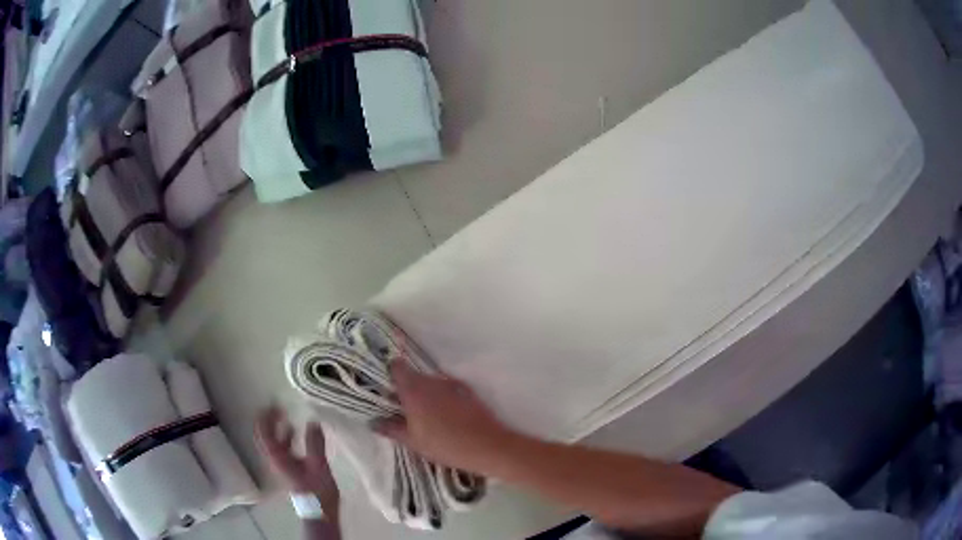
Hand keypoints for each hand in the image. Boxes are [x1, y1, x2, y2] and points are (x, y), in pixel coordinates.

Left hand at [255, 406, 339, 509]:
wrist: (319, 512)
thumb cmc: (317, 490)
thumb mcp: (318, 465)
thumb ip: (314, 443)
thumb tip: (312, 421)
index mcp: (278, 457)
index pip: (264, 433)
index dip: (266, 417)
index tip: (273, 403)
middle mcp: (275, 459)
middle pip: (264, 436)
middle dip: (268, 420)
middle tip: (278, 406)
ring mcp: (280, 464)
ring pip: (272, 441)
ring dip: (276, 427)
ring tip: (286, 414)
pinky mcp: (288, 468)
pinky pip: (281, 447)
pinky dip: (284, 436)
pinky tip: (296, 432)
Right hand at [372, 363, 516, 473]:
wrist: (488, 446)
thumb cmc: (445, 445)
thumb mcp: (413, 442)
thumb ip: (391, 429)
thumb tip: (373, 422)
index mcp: (414, 390)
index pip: (397, 366)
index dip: (389, 374)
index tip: (386, 388)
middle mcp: (432, 381)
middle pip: (413, 376)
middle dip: (406, 389)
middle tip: (402, 409)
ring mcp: (451, 384)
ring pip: (431, 383)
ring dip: (425, 394)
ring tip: (424, 417)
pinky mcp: (467, 391)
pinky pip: (447, 390)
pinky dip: (442, 398)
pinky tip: (445, 418)